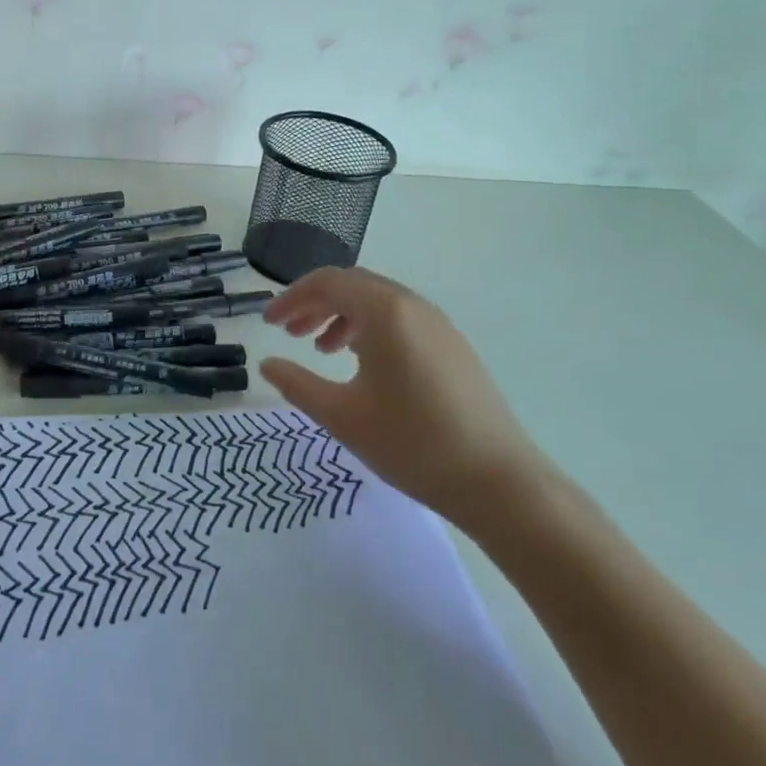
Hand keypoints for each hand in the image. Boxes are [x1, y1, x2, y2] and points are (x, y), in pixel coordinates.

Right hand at [261, 267, 547, 525]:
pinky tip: (362, 365)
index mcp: (385, 311)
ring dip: (342, 316)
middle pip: (353, 286)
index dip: (291, 298)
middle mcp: (413, 306)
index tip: (268, 323)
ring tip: (320, 349)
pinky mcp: (453, 347)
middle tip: (288, 333)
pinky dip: (371, 329)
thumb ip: (297, 384)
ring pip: (378, 302)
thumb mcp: (341, 415)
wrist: (499, 483)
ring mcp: (439, 325)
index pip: (327, 282)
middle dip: (315, 304)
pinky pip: (401, 320)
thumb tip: (267, 364)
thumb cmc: (411, 443)